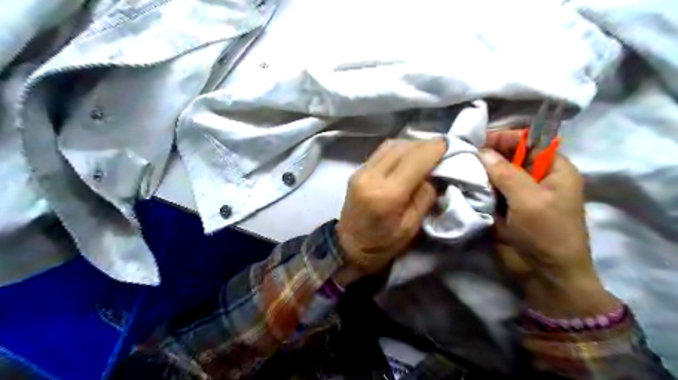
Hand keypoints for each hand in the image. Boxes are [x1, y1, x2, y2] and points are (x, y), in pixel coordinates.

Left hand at [334, 138, 448, 284]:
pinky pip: (381, 152)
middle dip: (425, 145)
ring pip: (391, 145)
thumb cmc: (383, 244)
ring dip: (411, 145)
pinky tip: (407, 157)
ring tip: (426, 152)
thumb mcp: (411, 227)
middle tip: (441, 149)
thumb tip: (432, 173)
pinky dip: (398, 150)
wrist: (348, 246)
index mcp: (387, 194)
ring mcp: (361, 172)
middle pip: (403, 148)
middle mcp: (372, 176)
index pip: (415, 160)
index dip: (435, 149)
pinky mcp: (357, 171)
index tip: (450, 145)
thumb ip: (424, 197)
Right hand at [476, 130, 617, 317]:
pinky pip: (488, 190)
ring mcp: (518, 193)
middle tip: (463, 154)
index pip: (530, 141)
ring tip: (458, 168)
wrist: (544, 273)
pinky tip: (461, 184)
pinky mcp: (503, 207)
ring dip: (479, 171)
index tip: (480, 141)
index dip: (506, 137)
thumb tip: (482, 151)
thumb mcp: (530, 200)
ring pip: (495, 173)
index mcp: (554, 169)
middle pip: (510, 156)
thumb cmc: (547, 233)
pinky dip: (476, 187)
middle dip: (488, 154)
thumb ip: (506, 172)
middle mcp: (535, 177)